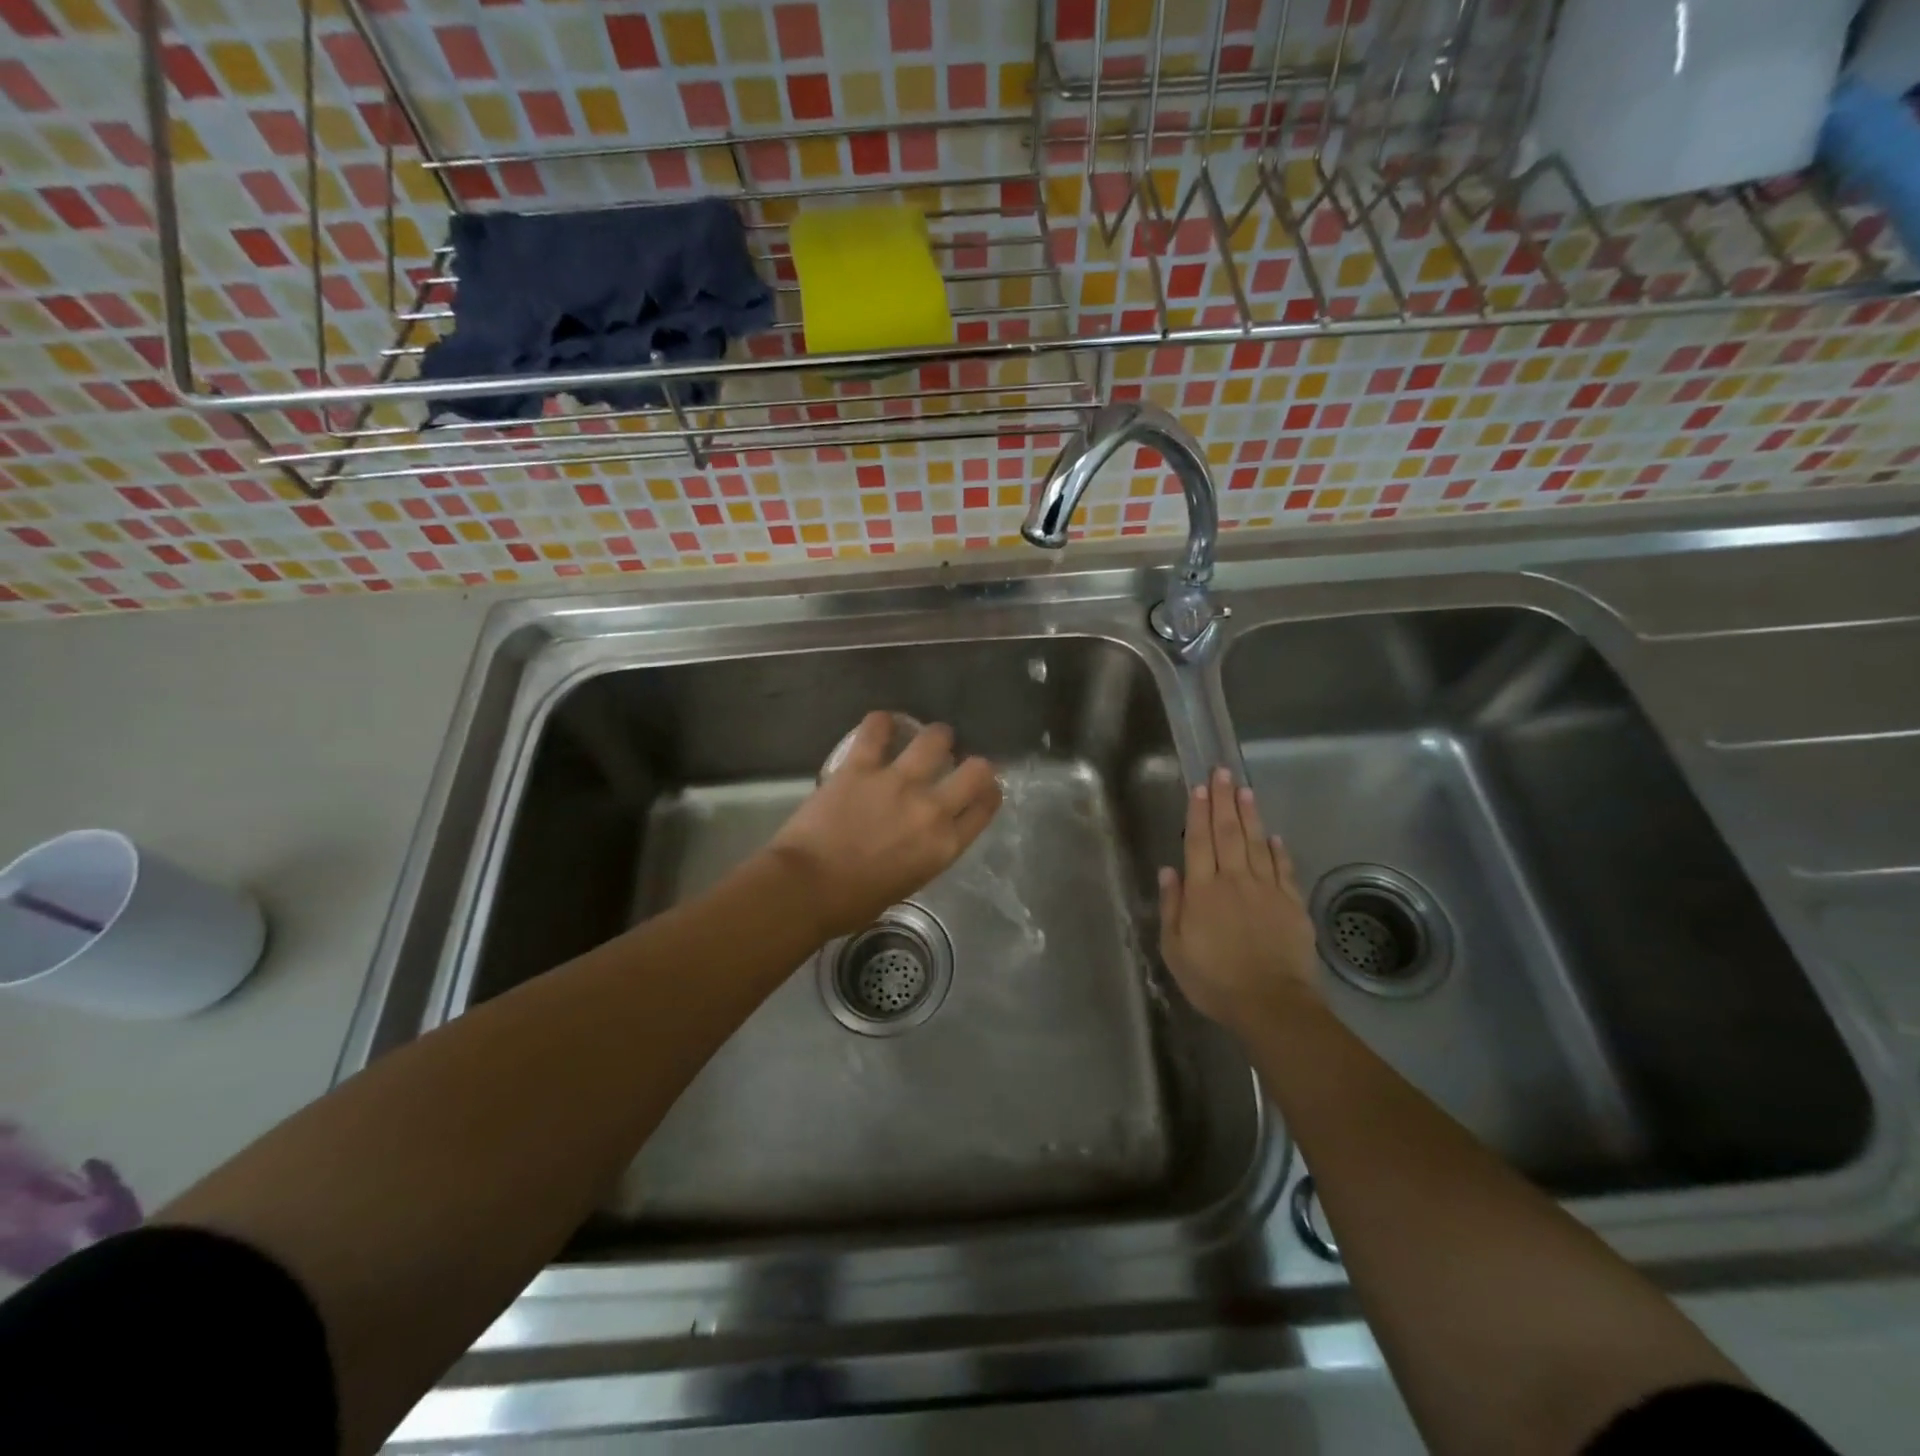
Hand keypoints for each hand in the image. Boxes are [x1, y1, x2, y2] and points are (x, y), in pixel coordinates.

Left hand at [767, 711, 1002, 939]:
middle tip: (953, 761)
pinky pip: (877, 728)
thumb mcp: (908, 882)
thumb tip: (921, 832)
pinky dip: (881, 723)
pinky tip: (880, 725)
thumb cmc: (854, 901)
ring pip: (935, 738)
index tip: (981, 786)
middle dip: (972, 761)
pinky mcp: (861, 766)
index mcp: (945, 845)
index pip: (985, 806)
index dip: (989, 790)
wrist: (806, 888)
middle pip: (976, 769)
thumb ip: (925, 851)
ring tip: (922, 737)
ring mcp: (897, 782)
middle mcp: (931, 809)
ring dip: (934, 736)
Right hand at [1158, 767, 1320, 1032]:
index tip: (1199, 786)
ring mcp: (1267, 890)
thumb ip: (1172, 907)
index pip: (1198, 842)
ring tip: (1245, 789)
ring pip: (1257, 843)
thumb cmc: (1214, 980)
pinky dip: (1278, 850)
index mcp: (1203, 891)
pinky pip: (1283, 869)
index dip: (1198, 812)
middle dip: (1223, 800)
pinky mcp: (1292, 904)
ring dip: (1250, 814)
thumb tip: (1169, 870)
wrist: (1272, 1004)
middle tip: (1222, 771)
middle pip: (1228, 833)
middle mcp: (1234, 881)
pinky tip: (1275, 836)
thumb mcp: (1175, 949)